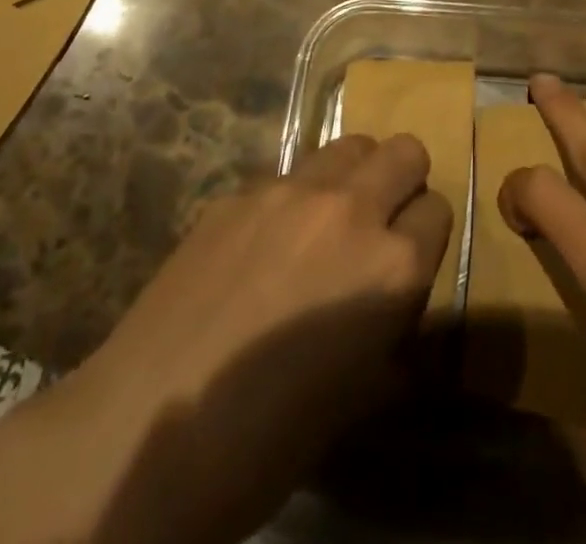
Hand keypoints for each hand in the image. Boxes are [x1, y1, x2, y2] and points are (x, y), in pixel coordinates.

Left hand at [0, 133, 450, 543]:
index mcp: (391, 266)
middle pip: (405, 150)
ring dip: (352, 176)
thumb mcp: (357, 398)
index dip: (425, 235)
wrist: (147, 429)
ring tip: (325, 222)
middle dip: (403, 182)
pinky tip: (262, 244)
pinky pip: (288, 174)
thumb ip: (393, 335)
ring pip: (349, 145)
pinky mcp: (240, 190)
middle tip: (378, 224)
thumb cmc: (265, 440)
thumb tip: (397, 313)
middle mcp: (350, 209)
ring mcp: (290, 190)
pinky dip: (293, 197)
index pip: (438, 210)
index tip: (409, 258)